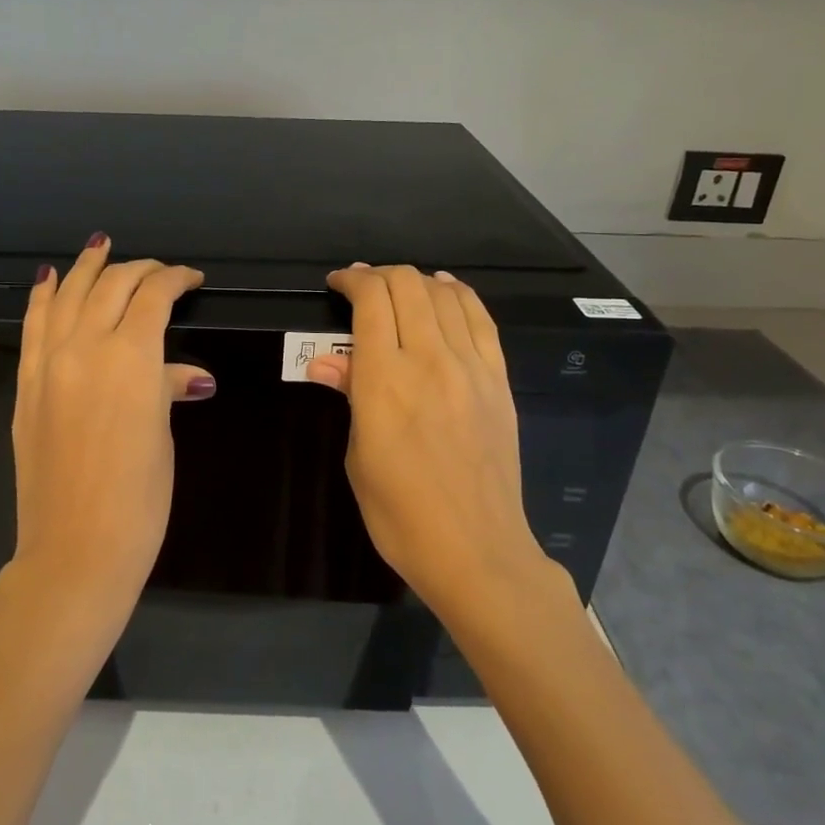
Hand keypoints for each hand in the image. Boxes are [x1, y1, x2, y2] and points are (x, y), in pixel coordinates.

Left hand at [10, 235, 211, 630]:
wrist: (75, 546)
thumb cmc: (138, 497)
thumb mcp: (162, 435)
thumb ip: (167, 388)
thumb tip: (190, 375)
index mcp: (131, 356)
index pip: (154, 296)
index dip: (176, 279)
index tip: (192, 279)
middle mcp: (85, 346)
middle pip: (111, 286)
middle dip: (139, 270)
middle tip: (159, 272)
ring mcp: (48, 362)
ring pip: (68, 294)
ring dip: (87, 267)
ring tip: (100, 246)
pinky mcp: (26, 383)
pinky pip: (33, 325)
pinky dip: (44, 296)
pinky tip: (50, 278)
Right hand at [306, 264, 552, 617]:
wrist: (476, 550)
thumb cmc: (400, 513)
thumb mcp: (358, 456)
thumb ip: (351, 395)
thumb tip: (326, 360)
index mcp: (384, 380)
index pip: (370, 301)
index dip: (352, 280)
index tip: (337, 283)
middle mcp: (428, 360)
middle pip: (407, 286)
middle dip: (379, 275)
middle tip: (362, 286)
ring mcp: (470, 367)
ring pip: (445, 295)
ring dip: (417, 281)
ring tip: (399, 287)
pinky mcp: (498, 380)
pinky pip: (481, 319)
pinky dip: (459, 295)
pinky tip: (446, 290)